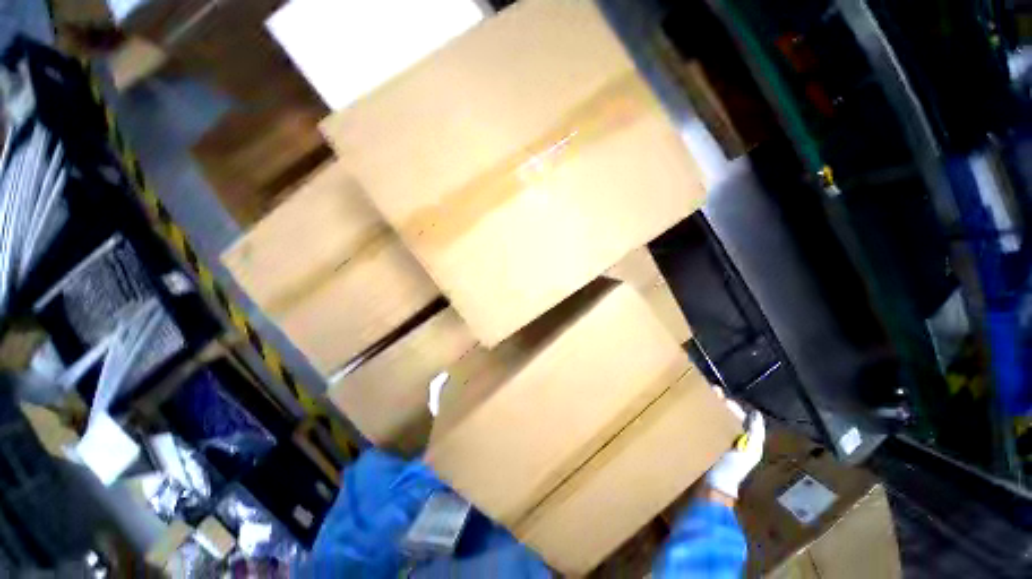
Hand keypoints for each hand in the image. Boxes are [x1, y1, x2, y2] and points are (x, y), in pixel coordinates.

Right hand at [704, 389, 764, 499]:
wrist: (712, 485)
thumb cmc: (733, 468)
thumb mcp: (750, 451)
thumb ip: (755, 433)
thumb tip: (756, 413)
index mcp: (741, 436)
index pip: (736, 414)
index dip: (729, 404)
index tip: (719, 395)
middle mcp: (727, 434)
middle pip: (722, 412)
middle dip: (716, 401)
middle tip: (707, 390)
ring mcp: (712, 436)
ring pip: (710, 415)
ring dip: (705, 405)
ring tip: (697, 394)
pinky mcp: (699, 439)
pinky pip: (699, 423)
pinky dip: (696, 414)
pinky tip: (690, 407)